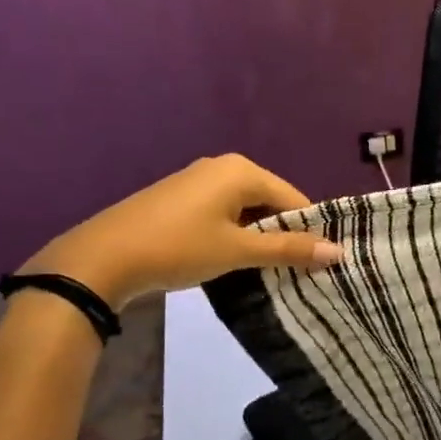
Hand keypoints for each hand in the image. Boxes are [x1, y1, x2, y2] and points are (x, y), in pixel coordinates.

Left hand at [20, 154, 342, 308]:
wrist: (101, 259)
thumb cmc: (178, 248)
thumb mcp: (238, 251)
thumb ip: (289, 250)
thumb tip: (338, 253)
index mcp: (241, 170)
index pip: (294, 198)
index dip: (308, 231)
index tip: (318, 264)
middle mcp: (222, 167)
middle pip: (270, 202)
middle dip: (283, 235)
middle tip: (295, 271)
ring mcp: (198, 181)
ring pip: (246, 211)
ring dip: (258, 239)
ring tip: (267, 272)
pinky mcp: (180, 200)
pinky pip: (223, 214)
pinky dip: (235, 236)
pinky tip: (233, 261)